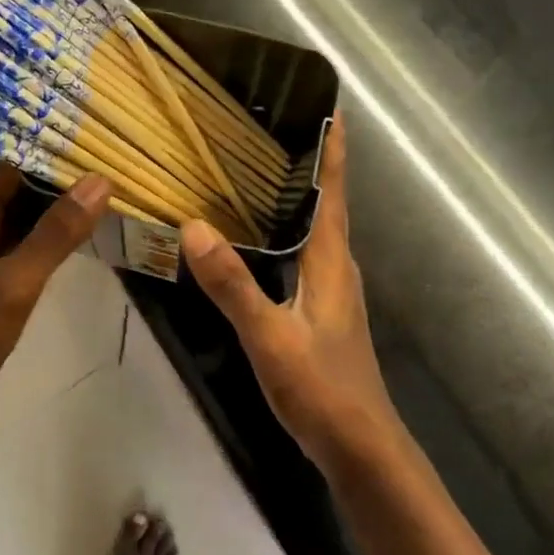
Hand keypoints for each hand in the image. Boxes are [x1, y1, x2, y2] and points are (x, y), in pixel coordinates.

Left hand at [0, 163, 110, 441]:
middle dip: (62, 183)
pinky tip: (81, 245)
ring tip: (108, 200)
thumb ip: (56, 233)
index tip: (98, 147)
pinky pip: (22, 252)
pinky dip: (49, 244)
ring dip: (58, 214)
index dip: (52, 153)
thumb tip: (98, 182)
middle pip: (20, 193)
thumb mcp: (15, 282)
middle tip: (114, 172)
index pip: (14, 167)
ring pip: (23, 224)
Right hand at [181, 116, 398, 473]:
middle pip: (326, 202)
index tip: (330, 106)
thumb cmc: (322, 387)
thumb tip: (193, 227)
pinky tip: (259, 238)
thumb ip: (232, 284)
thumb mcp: (269, 335)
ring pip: (315, 228)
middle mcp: (337, 266)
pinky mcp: (323, 310)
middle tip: (274, 126)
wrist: (360, 448)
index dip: (334, 148)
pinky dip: (287, 231)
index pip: (333, 190)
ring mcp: (332, 290)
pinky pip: (305, 253)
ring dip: (297, 196)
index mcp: (331, 260)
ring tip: (259, 170)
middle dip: (309, 162)